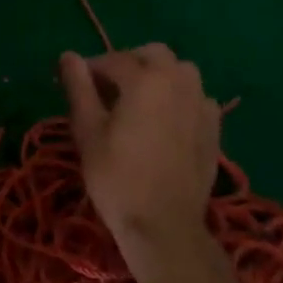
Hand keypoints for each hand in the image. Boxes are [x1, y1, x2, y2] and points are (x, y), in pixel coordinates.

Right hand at [61, 45, 221, 282]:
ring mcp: (201, 104)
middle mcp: (178, 81)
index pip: (113, 59)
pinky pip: (196, 97)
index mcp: (145, 78)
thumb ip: (79, 87)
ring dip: (159, 76)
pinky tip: (166, 121)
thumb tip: (68, 54)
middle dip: (130, 62)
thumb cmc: (117, 178)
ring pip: (180, 72)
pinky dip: (180, 98)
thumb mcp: (88, 131)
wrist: (165, 228)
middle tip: (110, 89)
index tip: (77, 84)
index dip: (91, 68)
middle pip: (154, 54)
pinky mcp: (214, 128)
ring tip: (139, 102)